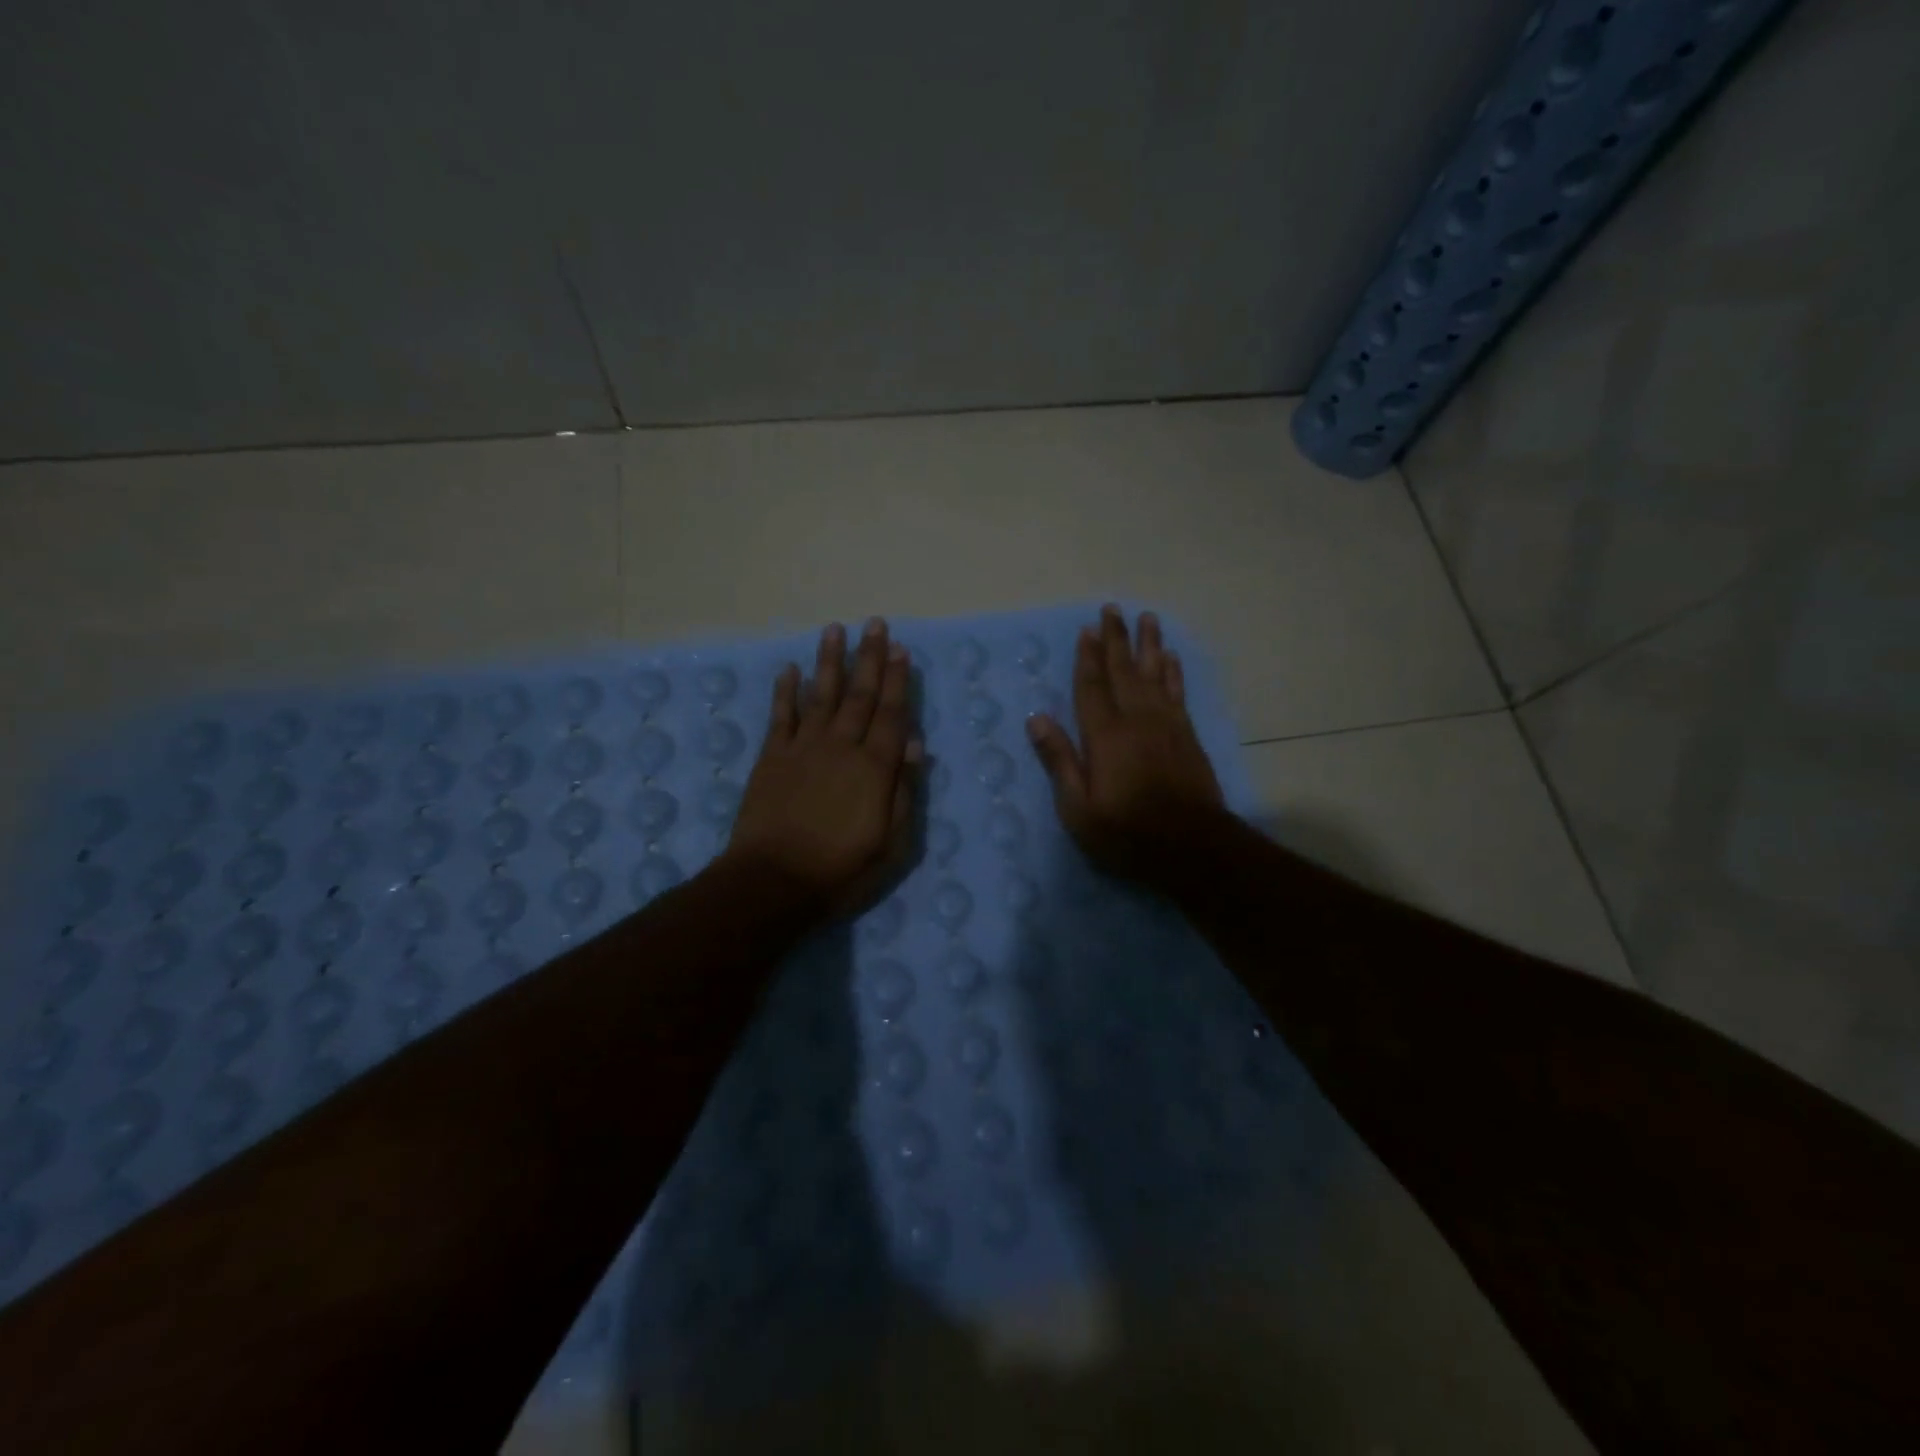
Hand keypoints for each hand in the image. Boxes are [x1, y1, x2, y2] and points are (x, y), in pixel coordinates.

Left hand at [725, 618, 921, 918]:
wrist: (773, 882)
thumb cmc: (841, 870)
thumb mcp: (892, 844)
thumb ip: (904, 792)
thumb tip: (914, 745)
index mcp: (874, 768)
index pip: (891, 714)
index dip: (898, 680)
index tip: (901, 649)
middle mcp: (841, 747)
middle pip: (859, 695)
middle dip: (869, 658)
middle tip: (875, 624)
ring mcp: (803, 748)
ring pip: (820, 695)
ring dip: (829, 661)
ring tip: (835, 630)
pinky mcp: (772, 758)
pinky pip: (781, 716)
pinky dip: (785, 691)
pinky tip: (790, 669)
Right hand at [1026, 605, 1223, 884]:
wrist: (1192, 848)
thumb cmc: (1127, 833)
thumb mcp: (1078, 808)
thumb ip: (1059, 760)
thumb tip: (1036, 718)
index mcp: (1105, 736)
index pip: (1092, 687)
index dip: (1087, 658)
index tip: (1087, 629)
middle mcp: (1136, 720)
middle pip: (1124, 671)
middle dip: (1116, 639)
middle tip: (1113, 609)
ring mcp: (1166, 726)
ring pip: (1155, 675)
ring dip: (1149, 645)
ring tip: (1147, 618)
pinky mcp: (1187, 736)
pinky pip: (1178, 693)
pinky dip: (1173, 673)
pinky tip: (1171, 658)